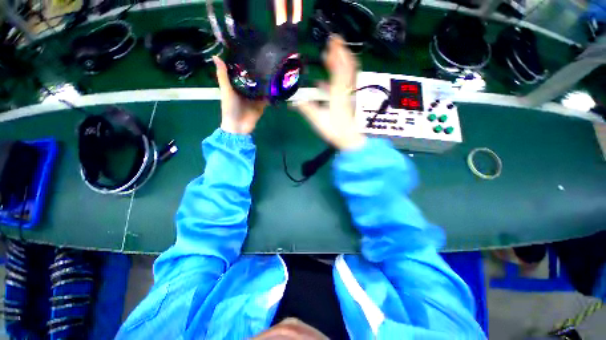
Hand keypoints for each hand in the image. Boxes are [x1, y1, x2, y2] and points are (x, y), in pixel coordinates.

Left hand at [213, 56, 267, 133]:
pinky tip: (278, 83)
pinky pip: (268, 97)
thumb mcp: (226, 90)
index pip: (243, 72)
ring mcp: (256, 97)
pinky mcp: (263, 104)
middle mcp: (248, 89)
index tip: (251, 49)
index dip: (245, 63)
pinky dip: (272, 92)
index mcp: (238, 85)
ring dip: (267, 80)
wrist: (238, 126)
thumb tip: (216, 56)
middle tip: (267, 56)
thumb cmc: (230, 108)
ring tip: (274, 66)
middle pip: (254, 78)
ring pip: (262, 87)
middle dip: (259, 70)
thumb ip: (223, 75)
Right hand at [291, 35, 365, 150]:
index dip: (336, 53)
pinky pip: (347, 83)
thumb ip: (306, 108)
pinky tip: (327, 81)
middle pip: (348, 66)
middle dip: (341, 53)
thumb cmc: (335, 131)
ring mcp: (350, 94)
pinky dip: (339, 78)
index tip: (332, 41)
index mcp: (338, 93)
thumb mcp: (318, 120)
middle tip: (333, 44)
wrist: (352, 141)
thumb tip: (293, 100)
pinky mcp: (351, 98)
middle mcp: (347, 89)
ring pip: (350, 73)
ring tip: (332, 57)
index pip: (339, 68)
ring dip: (343, 62)